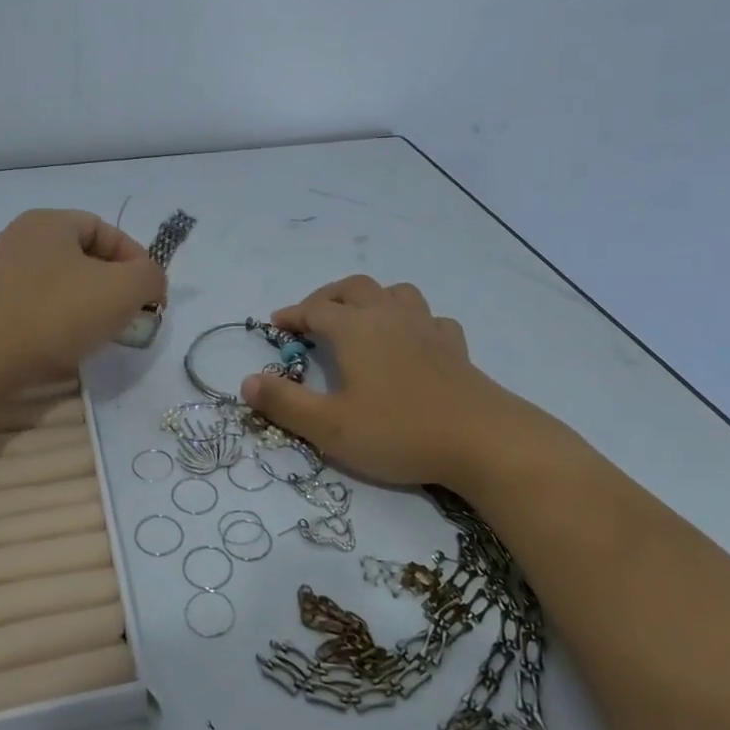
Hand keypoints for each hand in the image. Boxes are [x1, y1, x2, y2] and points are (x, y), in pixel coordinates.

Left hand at [0, 210, 166, 381]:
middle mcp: (21, 239)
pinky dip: (59, 323)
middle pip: (84, 258)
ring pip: (62, 285)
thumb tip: (148, 282)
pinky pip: (37, 308)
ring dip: (88, 307)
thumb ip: (150, 276)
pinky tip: (66, 346)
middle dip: (114, 287)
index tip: (151, 297)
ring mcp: (0, 273)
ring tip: (101, 335)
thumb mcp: (124, 289)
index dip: (137, 261)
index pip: (107, 231)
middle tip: (130, 317)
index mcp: (50, 222)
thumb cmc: (56, 313)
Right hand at [239, 275, 582, 493]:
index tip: (275, 324)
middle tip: (312, 318)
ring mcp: (426, 328)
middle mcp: (388, 317)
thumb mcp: (329, 427)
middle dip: (327, 298)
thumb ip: (284, 403)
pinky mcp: (454, 347)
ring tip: (361, 319)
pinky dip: (413, 321)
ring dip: (371, 299)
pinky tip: (413, 340)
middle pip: (353, 289)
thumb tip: (246, 381)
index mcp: (354, 330)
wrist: (483, 441)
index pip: (314, 310)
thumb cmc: (399, 431)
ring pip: (395, 293)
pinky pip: (430, 319)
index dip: (292, 315)